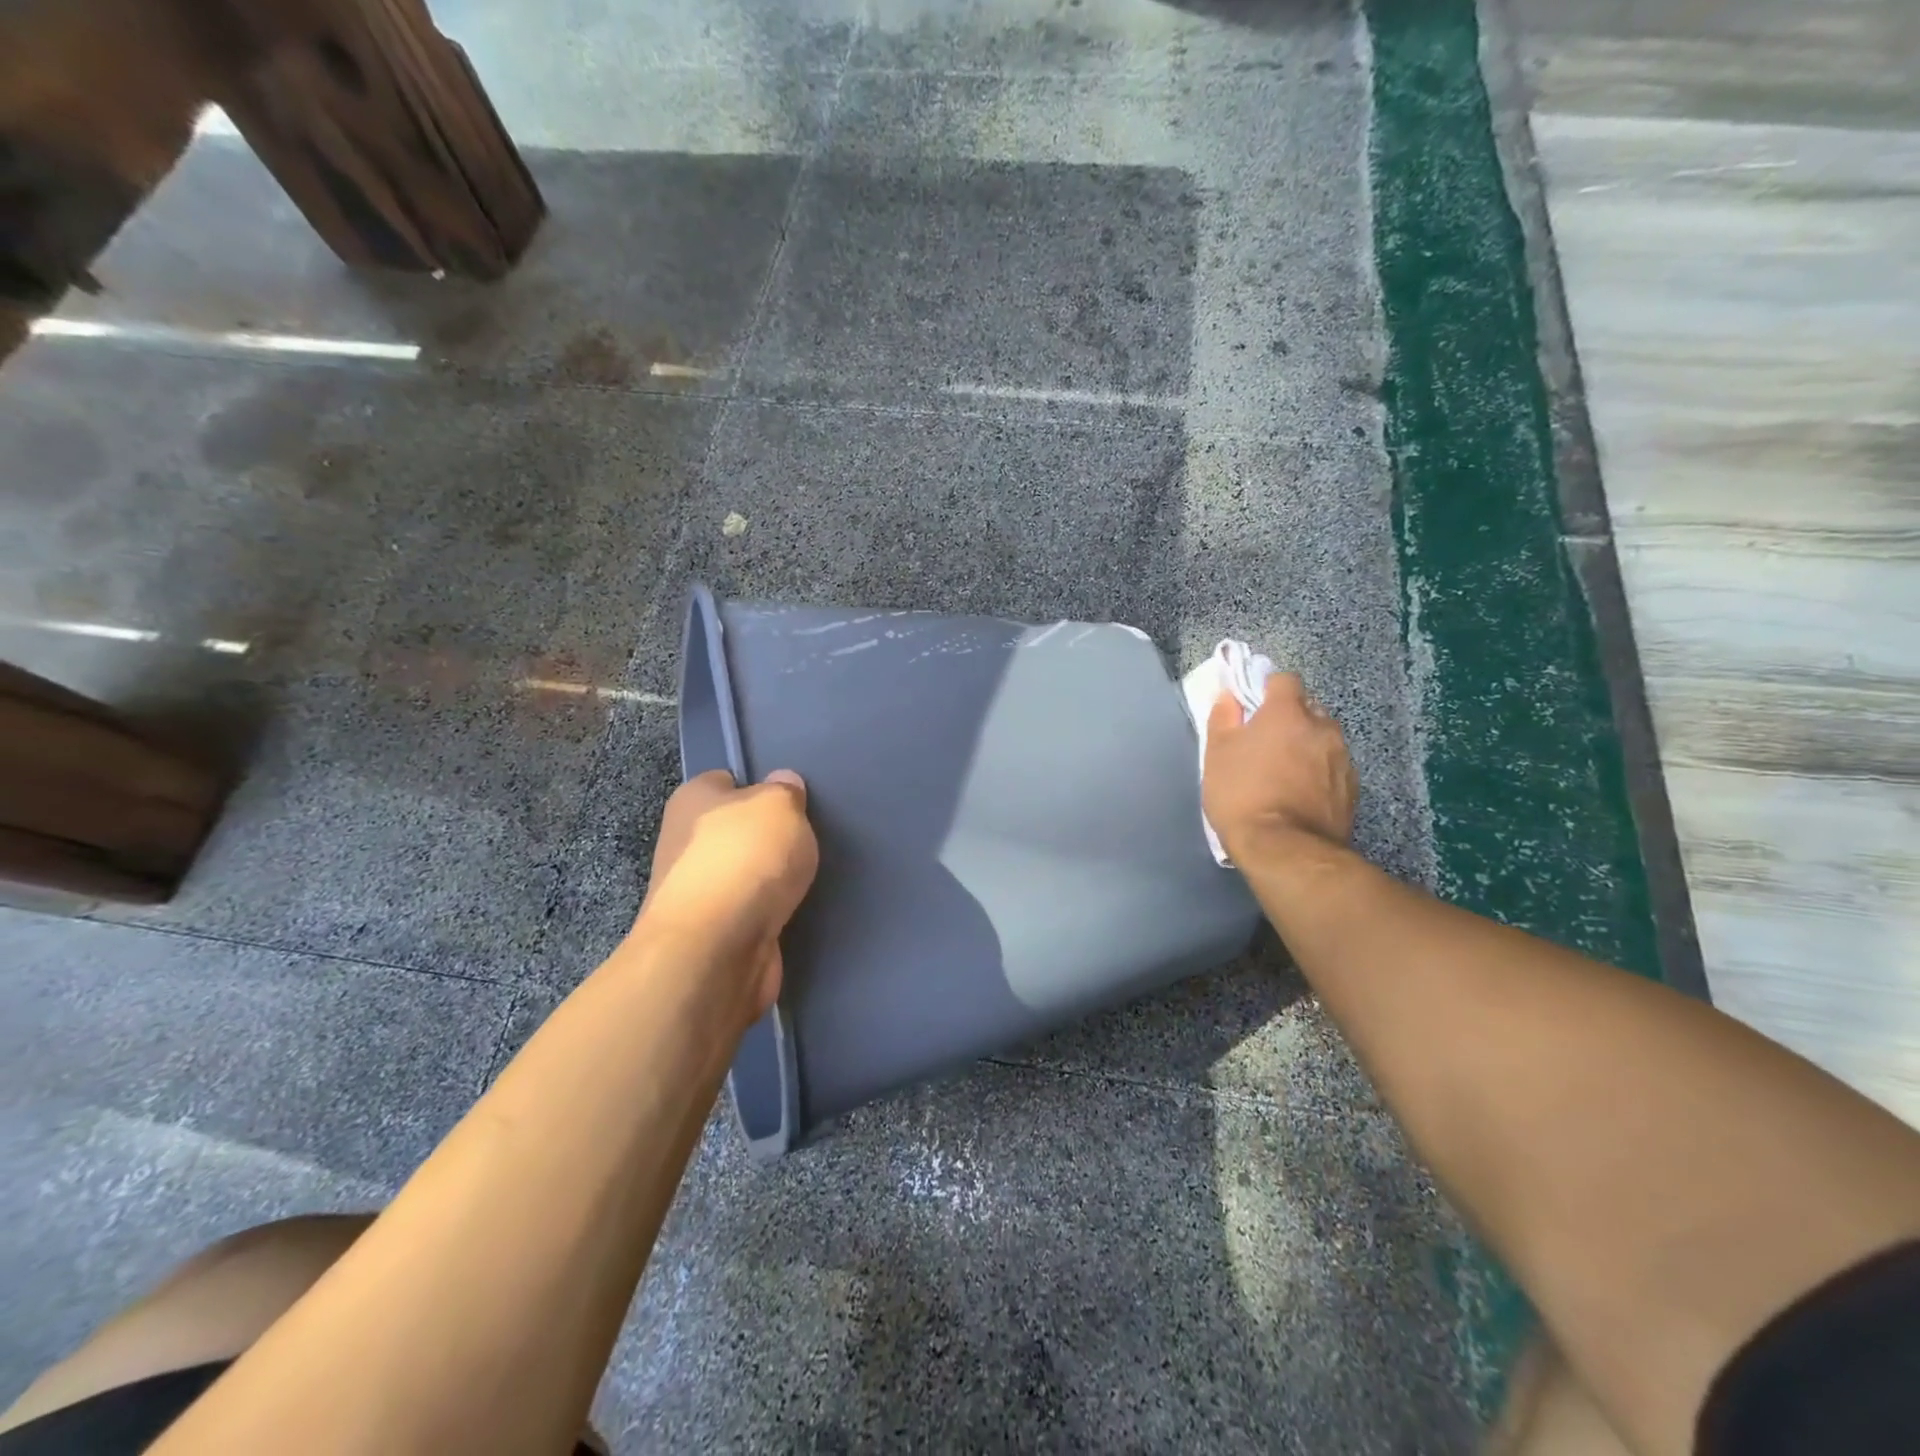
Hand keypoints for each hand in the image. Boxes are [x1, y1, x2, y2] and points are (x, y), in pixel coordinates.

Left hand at [631, 769, 818, 1024]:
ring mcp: (696, 892)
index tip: (791, 801)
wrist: (715, 951)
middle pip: (736, 830)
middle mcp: (685, 842)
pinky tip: (796, 910)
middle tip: (806, 839)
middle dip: (768, 837)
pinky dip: (770, 912)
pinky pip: (749, 911)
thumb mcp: (780, 805)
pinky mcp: (712, 934)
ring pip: (744, 873)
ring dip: (771, 879)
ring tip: (808, 876)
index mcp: (692, 800)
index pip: (726, 781)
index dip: (759, 787)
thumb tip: (782, 784)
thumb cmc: (745, 860)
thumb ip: (785, 791)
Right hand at [1203, 674, 1357, 862]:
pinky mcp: (1353, 788)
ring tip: (1285, 772)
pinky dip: (1319, 772)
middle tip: (1266, 743)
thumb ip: (1223, 719)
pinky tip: (1301, 794)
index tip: (1252, 709)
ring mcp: (1342, 758)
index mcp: (1287, 713)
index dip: (1267, 690)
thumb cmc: (1242, 795)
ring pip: (1323, 738)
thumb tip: (1229, 696)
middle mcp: (1322, 727)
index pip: (1284, 680)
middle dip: (1290, 719)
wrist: (1286, 850)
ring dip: (1307, 745)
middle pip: (1308, 708)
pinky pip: (1333, 767)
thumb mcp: (1217, 755)